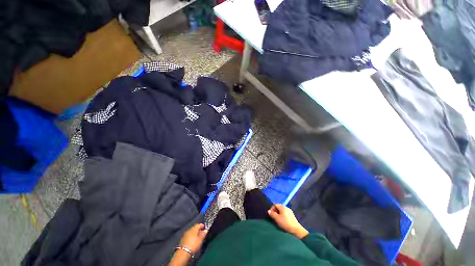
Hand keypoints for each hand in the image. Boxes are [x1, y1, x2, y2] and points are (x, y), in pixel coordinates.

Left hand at [178, 223, 207, 253]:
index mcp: (194, 229)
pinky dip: (191, 237)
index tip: (204, 227)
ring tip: (197, 237)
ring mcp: (185, 235)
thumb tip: (205, 230)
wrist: (183, 253)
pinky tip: (193, 240)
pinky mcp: (182, 240)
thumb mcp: (200, 240)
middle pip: (194, 228)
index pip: (198, 224)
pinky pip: (188, 236)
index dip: (202, 226)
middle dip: (198, 230)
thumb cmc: (193, 245)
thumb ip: (203, 234)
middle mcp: (189, 230)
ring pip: (191, 232)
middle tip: (201, 233)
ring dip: (194, 233)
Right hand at [268, 204, 308, 238]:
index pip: (275, 204)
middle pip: (279, 207)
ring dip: (279, 214)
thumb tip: (269, 211)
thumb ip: (272, 214)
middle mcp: (286, 207)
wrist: (296, 229)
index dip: (272, 208)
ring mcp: (290, 211)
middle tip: (273, 217)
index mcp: (282, 207)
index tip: (270, 214)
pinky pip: (285, 213)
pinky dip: (282, 215)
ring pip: (282, 210)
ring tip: (277, 219)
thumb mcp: (277, 219)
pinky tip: (283, 221)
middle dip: (275, 211)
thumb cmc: (285, 223)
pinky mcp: (292, 216)